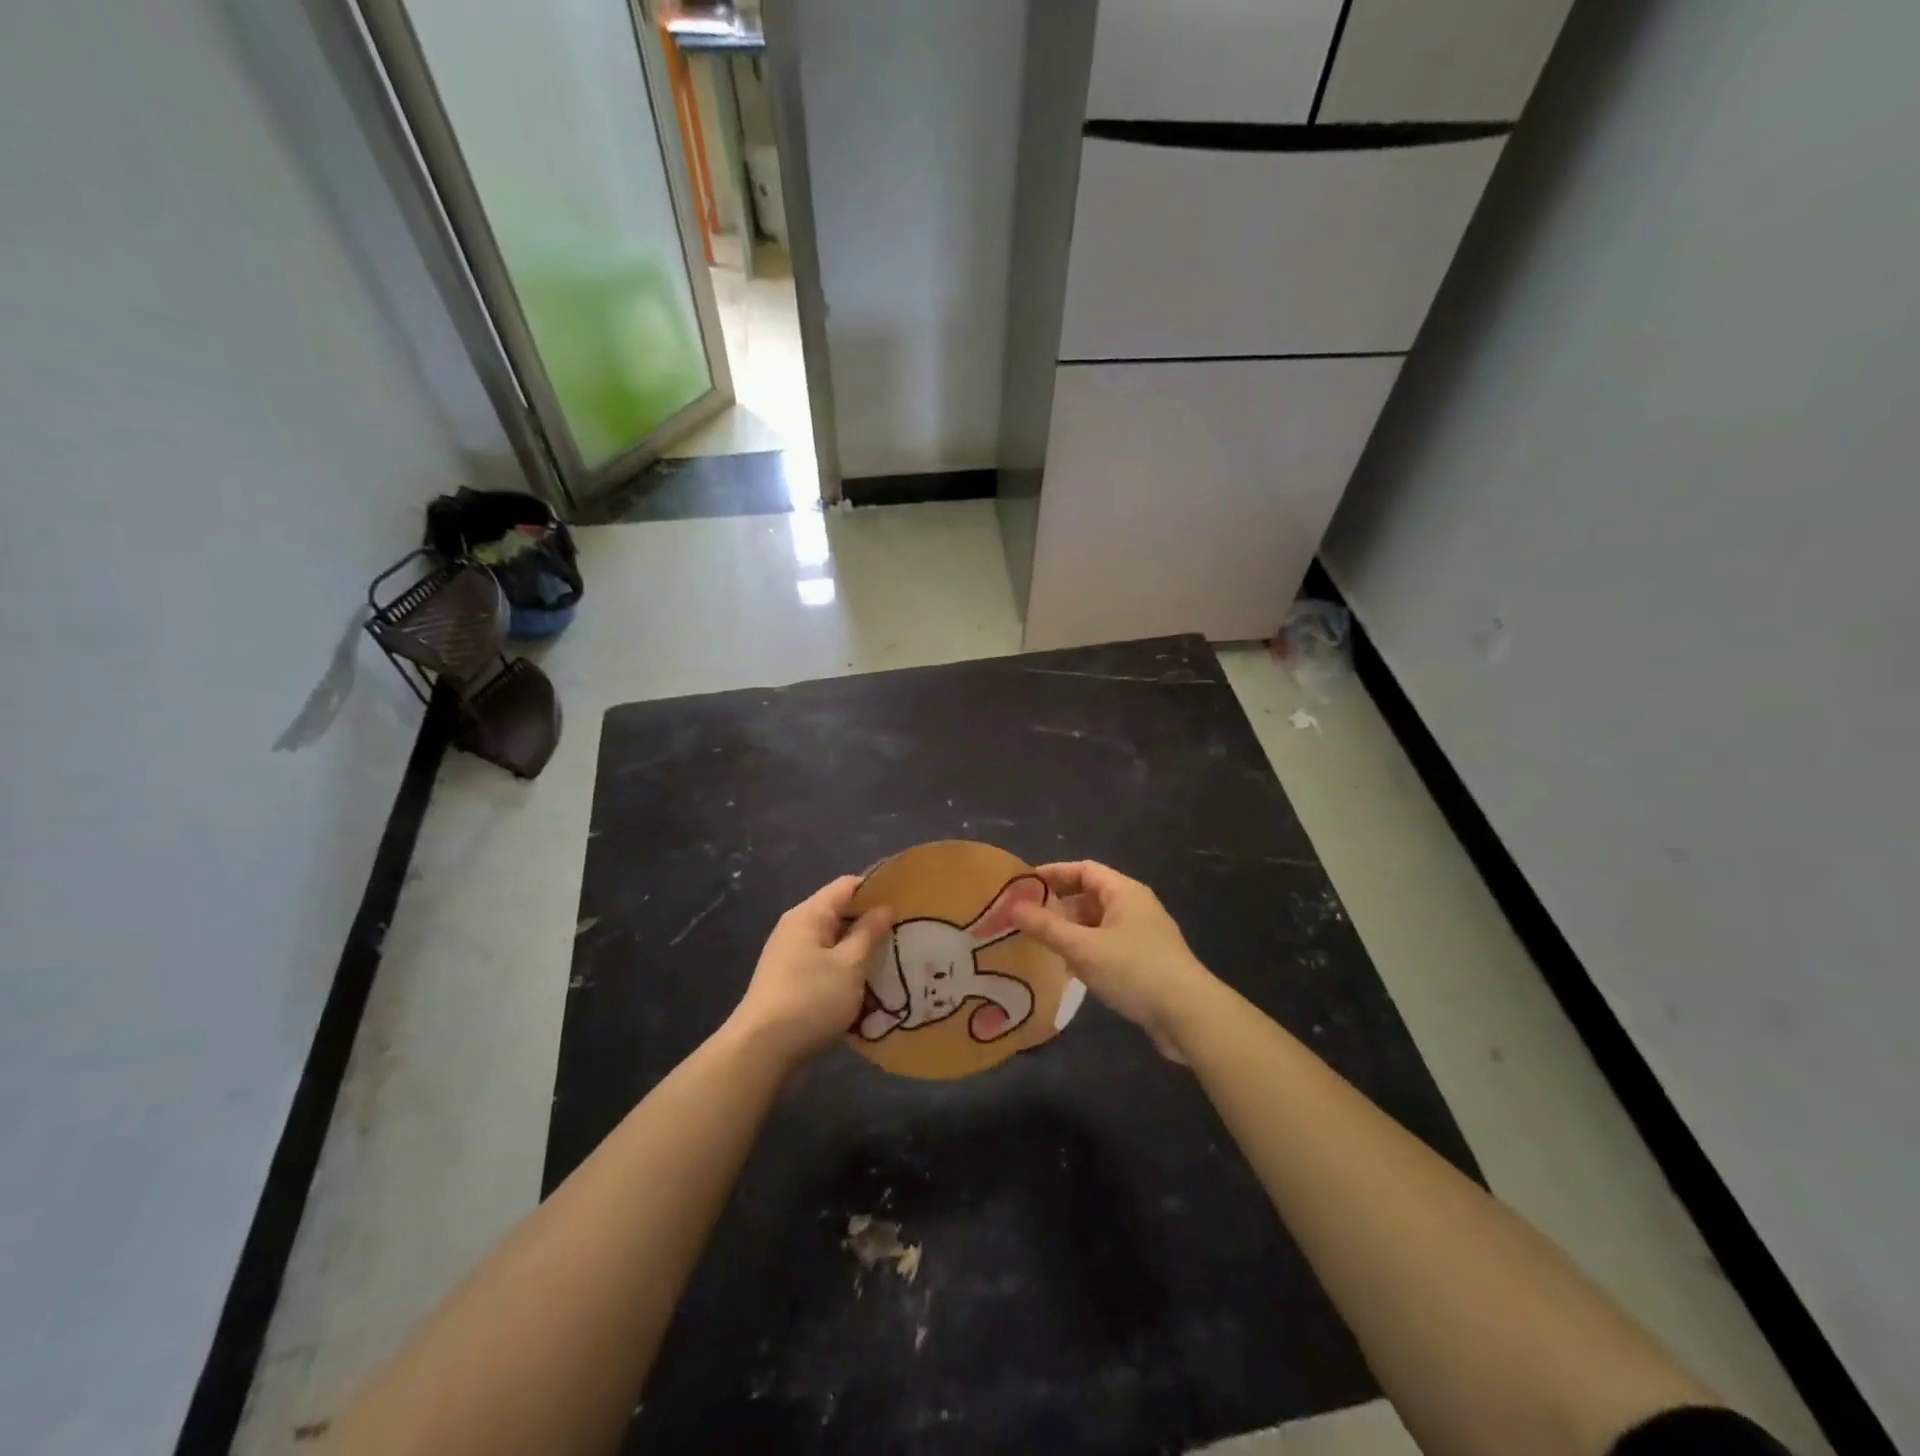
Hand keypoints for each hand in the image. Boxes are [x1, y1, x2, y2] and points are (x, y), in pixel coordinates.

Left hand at [728, 877, 891, 1069]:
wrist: (761, 1052)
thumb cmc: (810, 999)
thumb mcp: (849, 965)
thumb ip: (869, 933)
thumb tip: (884, 907)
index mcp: (809, 915)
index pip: (848, 885)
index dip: (877, 889)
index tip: (907, 902)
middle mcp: (796, 929)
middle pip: (840, 913)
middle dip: (872, 923)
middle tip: (907, 935)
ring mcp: (791, 956)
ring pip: (834, 943)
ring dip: (861, 951)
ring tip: (894, 961)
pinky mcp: (790, 982)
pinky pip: (825, 966)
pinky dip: (845, 971)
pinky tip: (868, 988)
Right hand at [1010, 860, 1213, 1062]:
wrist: (1188, 1015)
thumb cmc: (1134, 970)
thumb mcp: (1083, 948)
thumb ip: (1046, 927)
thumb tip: (1011, 907)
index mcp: (1124, 891)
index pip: (1084, 869)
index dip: (1053, 873)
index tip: (1023, 885)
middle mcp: (1135, 906)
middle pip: (1090, 896)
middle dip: (1059, 906)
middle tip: (1026, 919)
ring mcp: (1143, 935)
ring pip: (1099, 923)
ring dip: (1072, 931)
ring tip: (1042, 945)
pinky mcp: (1147, 962)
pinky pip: (1109, 945)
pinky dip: (1087, 950)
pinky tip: (1071, 970)